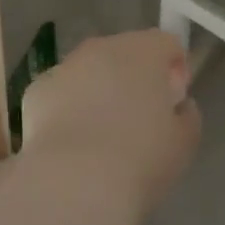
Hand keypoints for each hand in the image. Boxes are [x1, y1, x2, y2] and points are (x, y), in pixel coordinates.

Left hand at [21, 31, 201, 220]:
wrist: (74, 182)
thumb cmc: (139, 160)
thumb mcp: (183, 144)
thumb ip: (187, 117)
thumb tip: (180, 106)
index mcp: (143, 52)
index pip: (166, 43)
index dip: (174, 67)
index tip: (173, 100)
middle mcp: (102, 47)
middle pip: (125, 52)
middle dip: (134, 77)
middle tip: (139, 120)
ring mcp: (66, 65)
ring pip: (90, 70)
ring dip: (99, 90)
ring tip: (102, 136)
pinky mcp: (38, 88)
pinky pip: (61, 92)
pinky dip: (68, 109)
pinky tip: (71, 145)